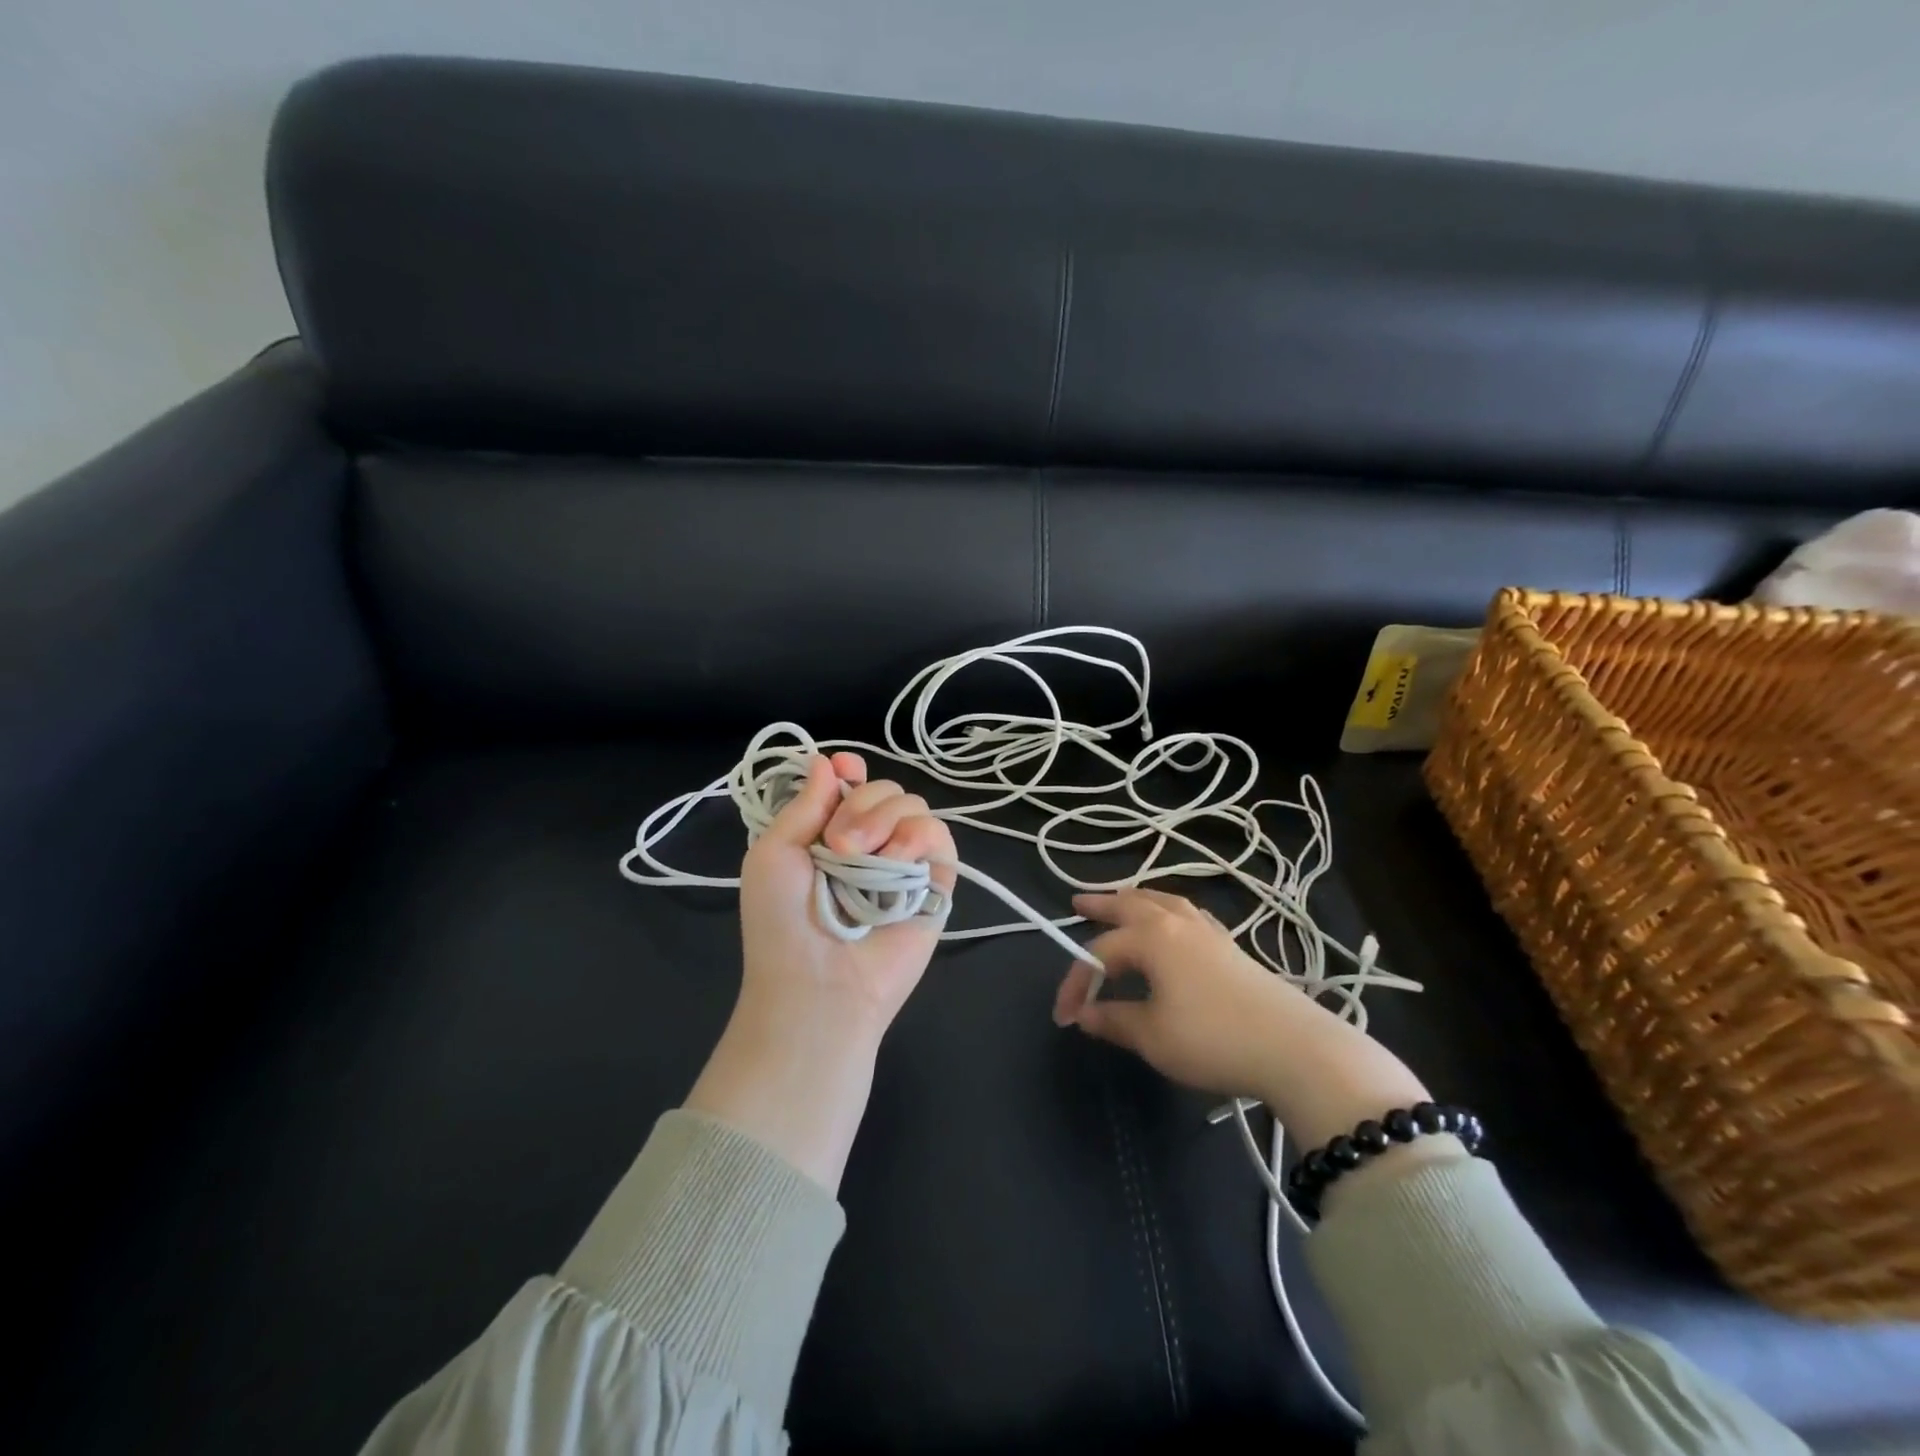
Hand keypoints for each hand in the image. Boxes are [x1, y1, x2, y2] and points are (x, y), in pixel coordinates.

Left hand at [737, 751, 956, 1036]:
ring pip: (913, 804)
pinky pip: (939, 835)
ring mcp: (904, 861)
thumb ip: (804, 804)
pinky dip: (917, 836)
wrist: (816, 985)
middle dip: (860, 804)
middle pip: (884, 788)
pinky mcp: (935, 882)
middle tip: (837, 846)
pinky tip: (895, 859)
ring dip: (884, 820)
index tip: (846, 769)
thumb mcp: (773, 854)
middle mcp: (870, 842)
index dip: (851, 770)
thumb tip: (828, 760)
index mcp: (830, 833)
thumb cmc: (782, 923)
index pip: (853, 784)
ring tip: (859, 858)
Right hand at [1053, 889, 1430, 1150]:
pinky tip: (1176, 923)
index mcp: (1152, 938)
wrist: (1296, 1048)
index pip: (1100, 954)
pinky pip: (1191, 915)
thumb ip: (1114, 1021)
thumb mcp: (1153, 1036)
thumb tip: (1084, 1015)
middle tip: (1077, 901)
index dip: (1077, 983)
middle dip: (1101, 904)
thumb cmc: (1213, 1039)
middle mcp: (1178, 924)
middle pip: (1131, 904)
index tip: (1064, 1017)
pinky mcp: (1232, 948)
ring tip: (1123, 900)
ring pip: (1165, 902)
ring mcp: (1209, 932)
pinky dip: (1171, 911)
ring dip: (1137, 900)